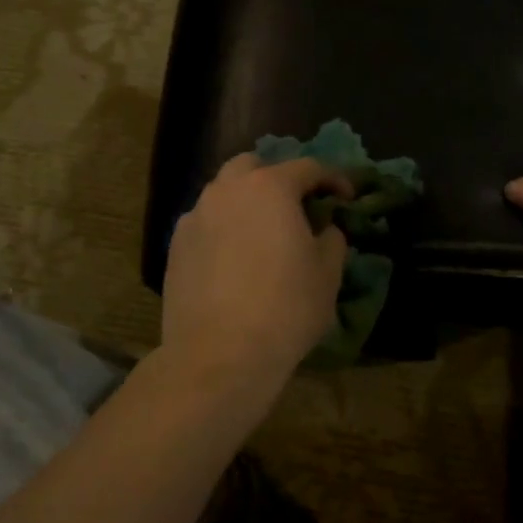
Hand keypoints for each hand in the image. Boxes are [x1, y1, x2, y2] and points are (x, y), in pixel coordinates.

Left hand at [161, 154, 350, 388]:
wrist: (219, 355)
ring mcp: (195, 217)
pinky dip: (224, 228)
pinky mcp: (175, 247)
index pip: (308, 167)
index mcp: (270, 188)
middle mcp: (227, 191)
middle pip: (254, 166)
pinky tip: (235, 258)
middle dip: (279, 179)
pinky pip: (205, 223)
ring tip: (263, 233)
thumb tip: (324, 229)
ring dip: (247, 202)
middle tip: (297, 207)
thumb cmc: (286, 308)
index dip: (333, 179)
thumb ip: (332, 239)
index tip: (346, 198)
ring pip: (224, 193)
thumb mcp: (328, 273)